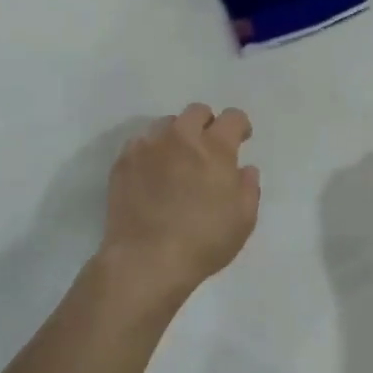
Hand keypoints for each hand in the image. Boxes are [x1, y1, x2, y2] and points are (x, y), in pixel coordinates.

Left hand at [98, 104, 260, 307]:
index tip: (240, 140)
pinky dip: (151, 151)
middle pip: (197, 111)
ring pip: (166, 124)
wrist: (146, 260)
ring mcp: (149, 146)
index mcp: (216, 148)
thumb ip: (249, 187)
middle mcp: (182, 138)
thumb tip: (244, 169)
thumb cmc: (203, 241)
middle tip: (208, 149)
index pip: (233, 117)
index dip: (240, 126)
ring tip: (177, 161)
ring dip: (177, 136)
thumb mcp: (244, 219)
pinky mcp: (124, 161)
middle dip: (207, 124)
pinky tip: (152, 173)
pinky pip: (141, 142)